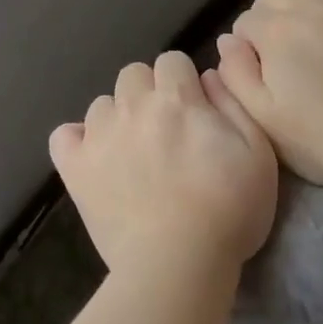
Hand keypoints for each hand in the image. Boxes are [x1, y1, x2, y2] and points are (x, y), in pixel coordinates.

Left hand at [50, 50, 277, 280]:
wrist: (177, 263)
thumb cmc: (229, 210)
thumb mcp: (258, 154)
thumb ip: (233, 105)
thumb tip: (207, 76)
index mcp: (177, 99)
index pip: (172, 60)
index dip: (184, 82)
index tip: (194, 111)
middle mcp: (133, 106)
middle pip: (133, 74)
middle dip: (149, 93)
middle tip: (165, 130)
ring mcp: (98, 136)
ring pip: (102, 105)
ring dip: (118, 119)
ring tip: (133, 153)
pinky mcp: (75, 168)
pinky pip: (64, 136)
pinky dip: (78, 143)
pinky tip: (95, 160)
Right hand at [217, 0, 322, 185]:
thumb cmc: (317, 137)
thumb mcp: (260, 115)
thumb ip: (234, 73)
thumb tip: (227, 40)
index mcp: (275, 30)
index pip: (245, 21)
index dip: (245, 45)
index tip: (256, 70)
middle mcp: (311, 6)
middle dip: (270, 14)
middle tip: (282, 50)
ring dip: (308, 5)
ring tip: (316, 35)